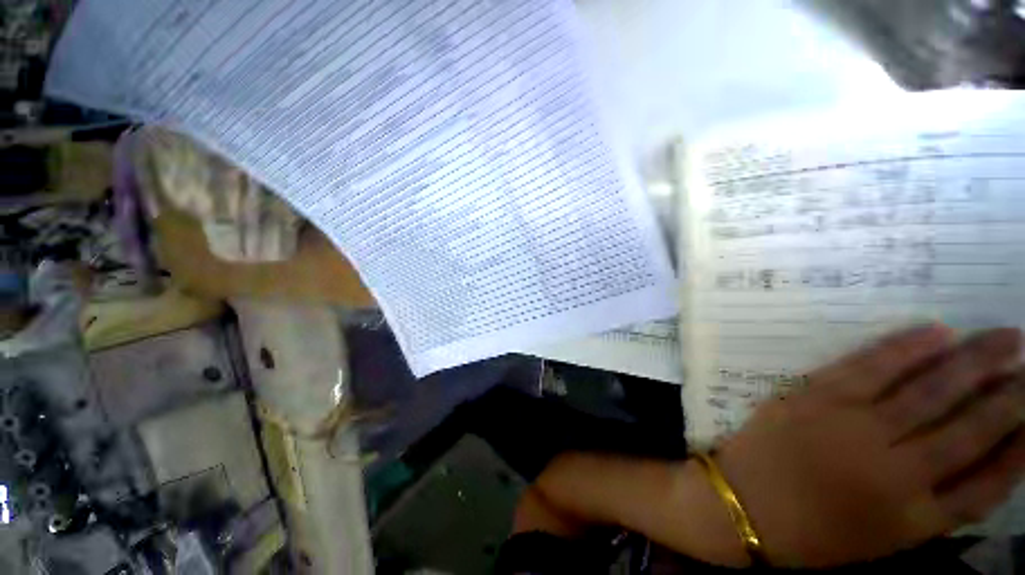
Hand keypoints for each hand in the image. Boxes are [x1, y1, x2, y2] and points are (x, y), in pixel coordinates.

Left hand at [715, 324, 1024, 566]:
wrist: (738, 503)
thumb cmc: (809, 532)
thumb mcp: (882, 538)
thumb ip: (932, 507)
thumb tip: (981, 461)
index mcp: (912, 520)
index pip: (989, 481)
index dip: (1021, 447)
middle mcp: (895, 472)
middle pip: (971, 427)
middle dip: (1011, 394)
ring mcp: (854, 428)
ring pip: (931, 390)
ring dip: (975, 360)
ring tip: (1007, 337)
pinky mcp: (815, 397)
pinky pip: (869, 366)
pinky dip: (907, 347)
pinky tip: (938, 331)